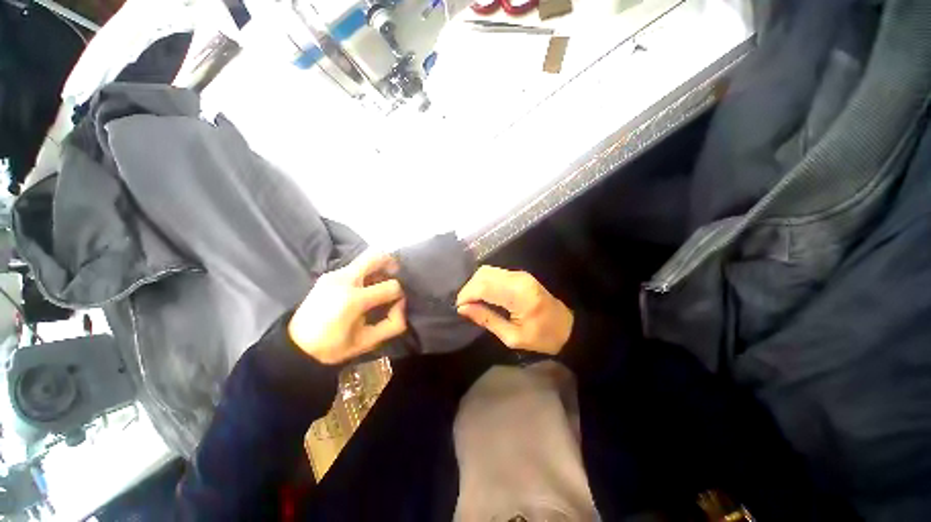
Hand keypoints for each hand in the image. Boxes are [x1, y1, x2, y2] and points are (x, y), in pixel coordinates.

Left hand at [289, 250, 406, 364]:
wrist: (294, 346)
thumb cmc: (333, 347)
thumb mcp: (368, 342)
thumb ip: (393, 324)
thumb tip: (402, 304)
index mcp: (354, 300)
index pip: (391, 286)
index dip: (400, 294)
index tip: (397, 303)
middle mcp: (344, 280)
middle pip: (376, 256)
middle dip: (392, 263)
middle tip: (397, 275)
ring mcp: (333, 274)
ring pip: (365, 258)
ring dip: (378, 267)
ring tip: (381, 283)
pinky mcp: (328, 275)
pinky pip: (354, 266)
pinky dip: (366, 272)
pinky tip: (364, 287)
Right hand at [456, 266, 573, 354]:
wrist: (567, 327)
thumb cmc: (542, 337)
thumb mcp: (512, 337)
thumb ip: (487, 319)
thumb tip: (463, 309)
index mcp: (518, 295)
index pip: (483, 286)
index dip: (466, 295)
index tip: (459, 308)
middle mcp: (517, 278)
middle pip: (483, 274)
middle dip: (468, 289)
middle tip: (464, 307)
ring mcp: (519, 274)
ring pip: (487, 271)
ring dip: (475, 284)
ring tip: (472, 302)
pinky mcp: (519, 275)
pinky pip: (494, 273)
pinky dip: (483, 282)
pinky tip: (482, 295)